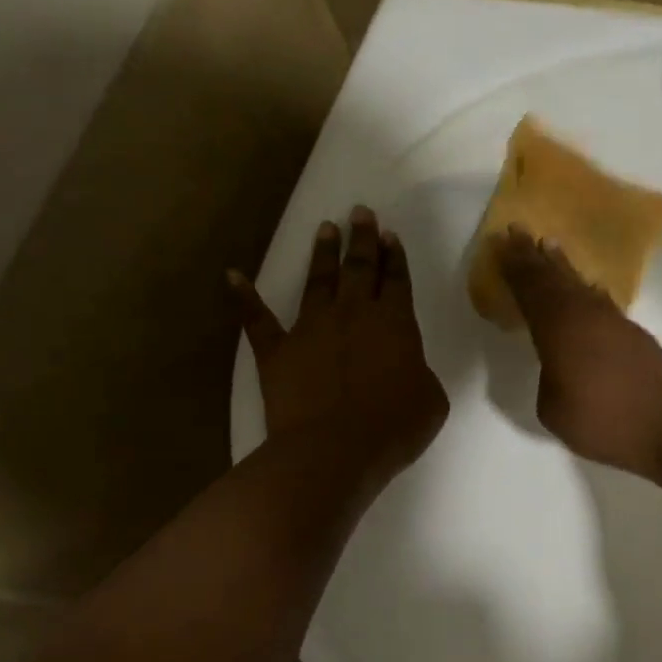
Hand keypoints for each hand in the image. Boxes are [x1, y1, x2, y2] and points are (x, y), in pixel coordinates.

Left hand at [231, 205, 448, 484]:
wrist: (336, 449)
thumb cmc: (393, 427)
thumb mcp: (430, 400)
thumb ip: (418, 373)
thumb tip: (407, 368)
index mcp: (394, 323)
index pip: (396, 280)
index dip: (394, 257)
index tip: (389, 235)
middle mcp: (352, 314)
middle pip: (359, 268)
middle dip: (362, 238)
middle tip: (361, 212)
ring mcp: (310, 328)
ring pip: (317, 280)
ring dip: (322, 253)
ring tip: (325, 228)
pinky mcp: (277, 350)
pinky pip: (257, 319)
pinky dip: (243, 297)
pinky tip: (232, 276)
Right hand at [494, 227, 661, 478]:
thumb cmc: (604, 421)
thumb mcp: (554, 409)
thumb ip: (548, 379)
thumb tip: (558, 366)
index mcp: (559, 329)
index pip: (531, 291)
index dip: (514, 268)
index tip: (501, 244)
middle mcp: (586, 315)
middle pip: (555, 278)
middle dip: (534, 256)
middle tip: (518, 232)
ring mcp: (613, 321)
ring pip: (580, 285)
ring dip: (561, 266)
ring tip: (549, 247)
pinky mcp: (633, 334)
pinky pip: (600, 300)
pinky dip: (586, 288)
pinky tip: (586, 287)